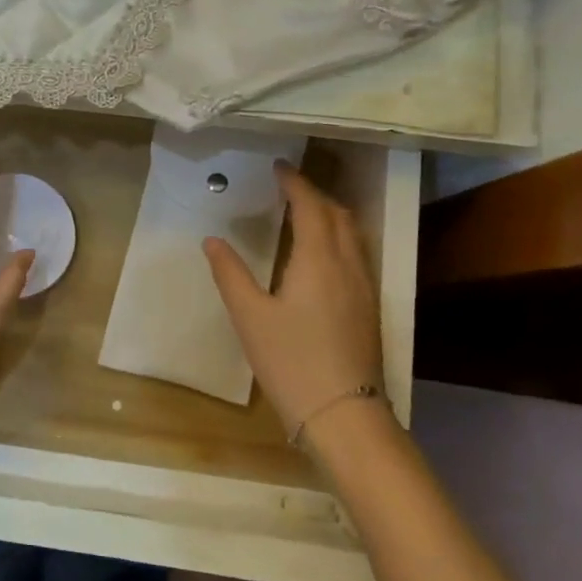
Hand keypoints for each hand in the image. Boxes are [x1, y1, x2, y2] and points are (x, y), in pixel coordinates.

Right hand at [204, 163, 384, 439]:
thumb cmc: (291, 361)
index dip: (295, 182)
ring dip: (330, 213)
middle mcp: (348, 265)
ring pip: (352, 234)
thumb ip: (230, 273)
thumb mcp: (249, 316)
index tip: (278, 166)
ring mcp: (364, 287)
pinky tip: (321, 253)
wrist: (343, 414)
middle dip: (315, 193)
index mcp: (319, 260)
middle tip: (288, 186)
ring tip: (304, 211)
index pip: (310, 206)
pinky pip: (356, 254)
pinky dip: (338, 236)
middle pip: (339, 214)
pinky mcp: (368, 307)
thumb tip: (213, 240)